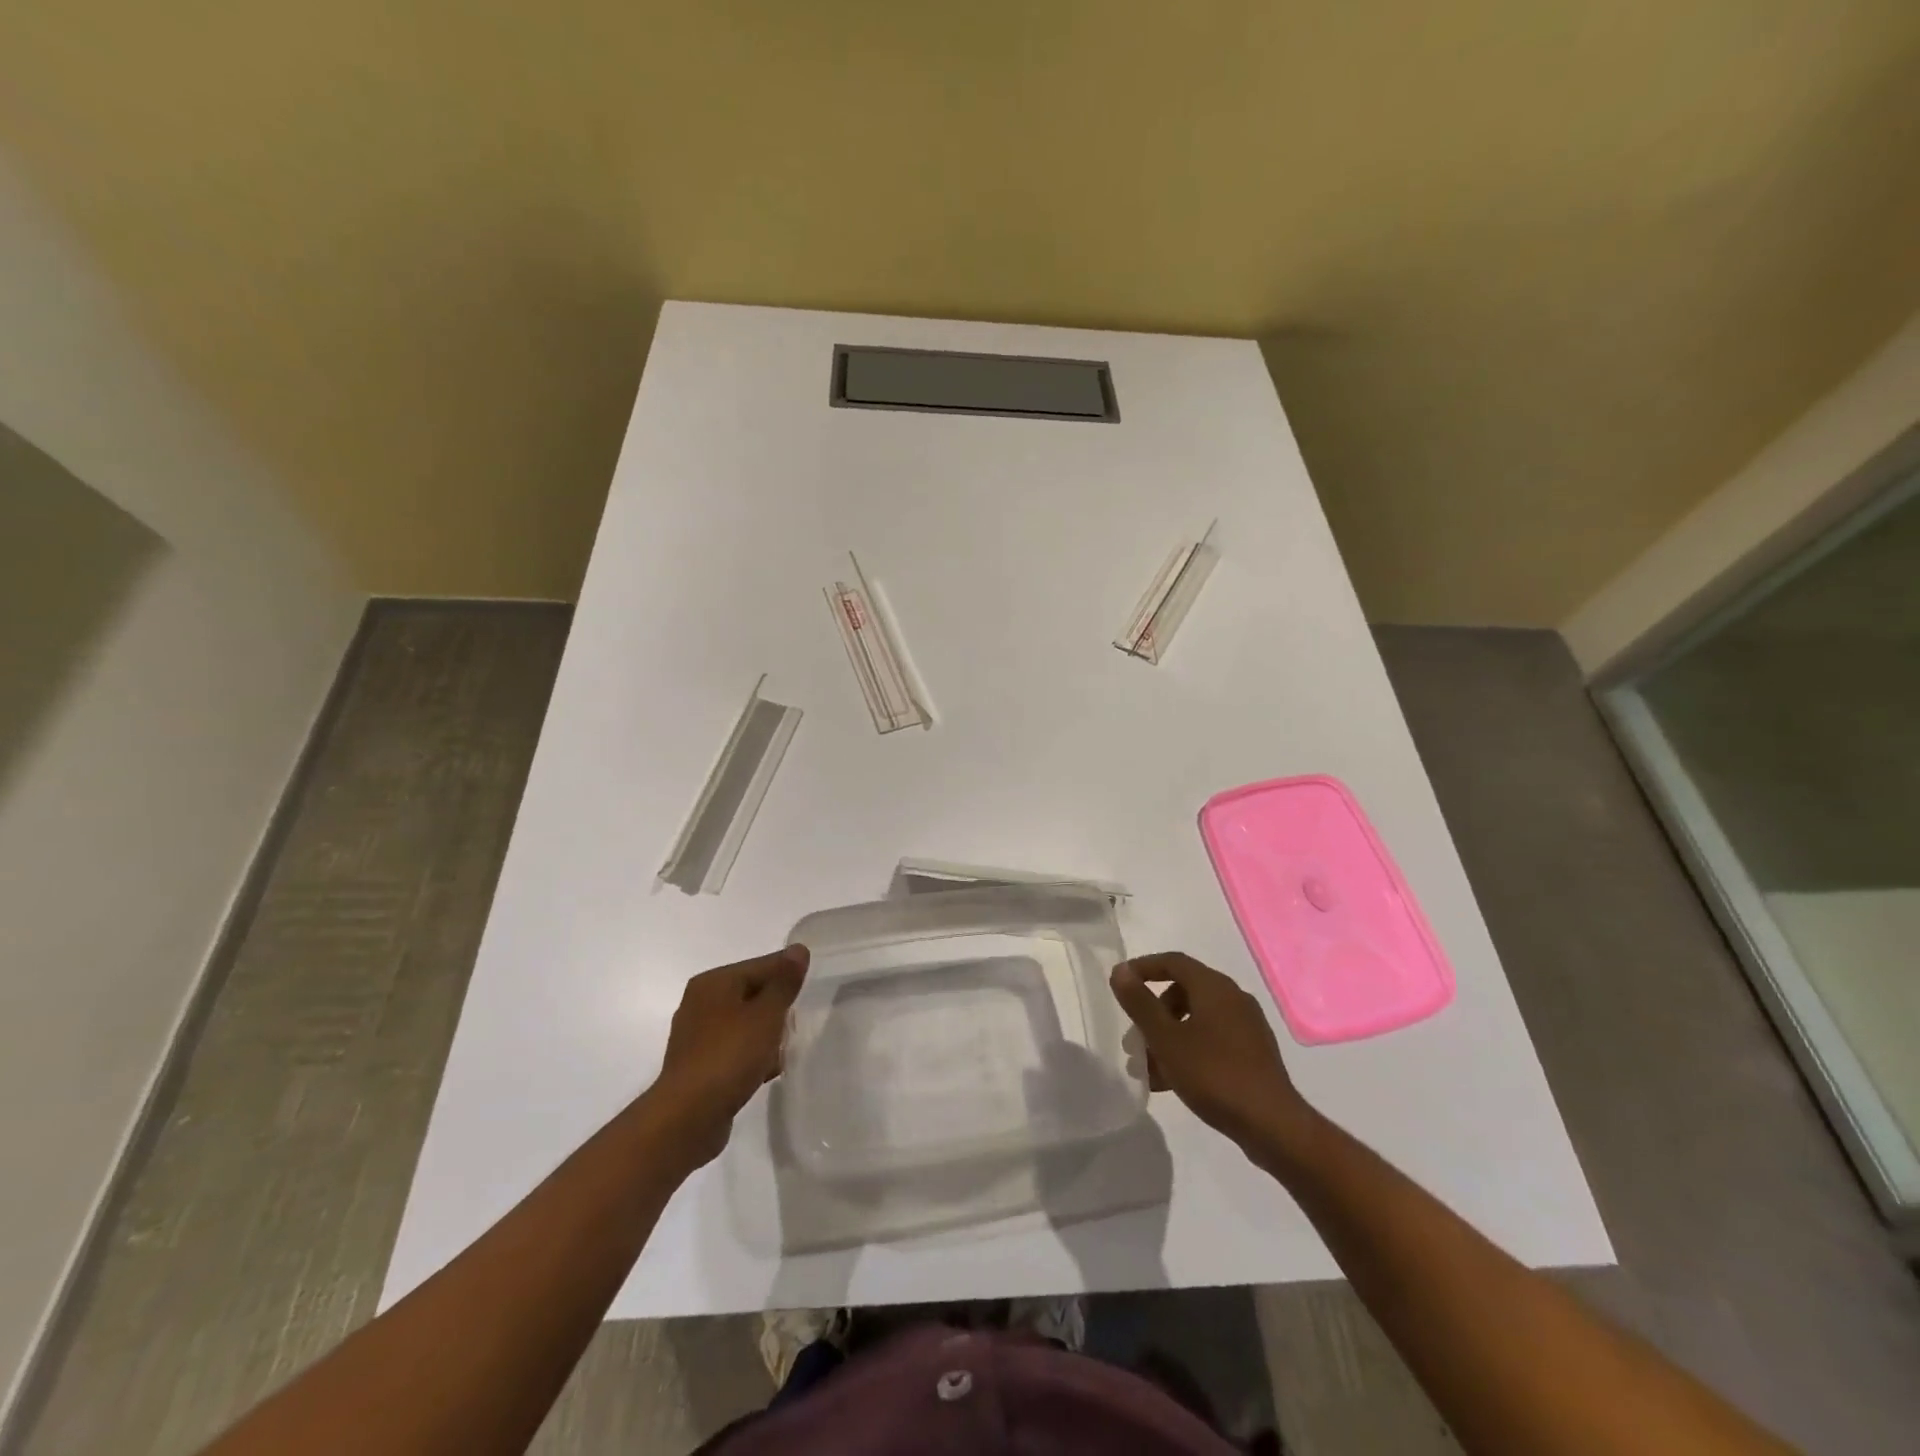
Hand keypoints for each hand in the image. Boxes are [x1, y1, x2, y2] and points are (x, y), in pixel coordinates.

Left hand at [652, 945, 808, 1166]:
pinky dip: (752, 1055)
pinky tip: (770, 1069)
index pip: (760, 965)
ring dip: (766, 1033)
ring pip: (743, 1023)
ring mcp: (697, 1037)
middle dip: (777, 1006)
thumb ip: (784, 982)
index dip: (788, 974)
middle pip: (751, 993)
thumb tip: (798, 949)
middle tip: (800, 1019)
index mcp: (713, 983)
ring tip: (788, 1047)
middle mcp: (700, 1003)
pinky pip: (734, 1050)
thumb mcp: (766, 1014)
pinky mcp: (699, 1066)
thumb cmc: (730, 1055)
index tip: (812, 986)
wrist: (688, 1117)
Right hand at [1110, 952, 1311, 1148]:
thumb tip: (1120, 971)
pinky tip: (1172, 1081)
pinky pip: (1212, 1040)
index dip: (1143, 968)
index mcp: (1214, 987)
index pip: (1173, 961)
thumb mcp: (1166, 1038)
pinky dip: (1188, 1050)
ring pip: (1196, 1020)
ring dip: (1168, 1036)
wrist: (1272, 1124)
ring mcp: (1247, 1027)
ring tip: (1148, 1068)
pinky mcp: (1253, 1053)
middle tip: (1135, 1037)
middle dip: (1154, 1011)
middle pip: (1184, 991)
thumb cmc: (1213, 1074)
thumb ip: (1140, 1003)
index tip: (1120, 984)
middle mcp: (1233, 998)